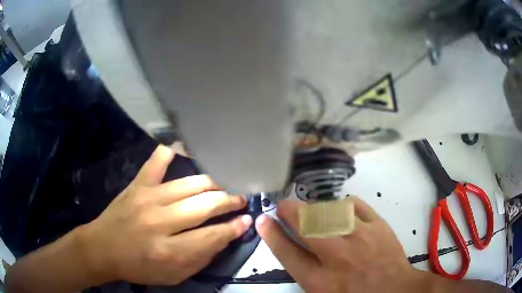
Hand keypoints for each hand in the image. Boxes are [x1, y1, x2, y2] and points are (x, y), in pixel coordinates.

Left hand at [78, 145, 252, 284]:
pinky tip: (182, 147)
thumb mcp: (173, 276)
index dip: (234, 228)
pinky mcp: (136, 185)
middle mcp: (160, 221)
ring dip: (212, 183)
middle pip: (204, 205)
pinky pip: (155, 163)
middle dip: (229, 201)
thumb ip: (200, 260)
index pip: (212, 235)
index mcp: (169, 251)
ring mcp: (147, 198)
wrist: (102, 249)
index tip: (246, 220)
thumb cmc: (138, 267)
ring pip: (189, 184)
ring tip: (224, 185)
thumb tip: (223, 238)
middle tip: (240, 200)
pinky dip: (169, 152)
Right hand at [255, 198, 419, 292]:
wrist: (394, 290)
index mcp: (320, 280)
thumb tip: (291, 248)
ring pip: (330, 211)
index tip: (262, 220)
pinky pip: (355, 205)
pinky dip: (343, 204)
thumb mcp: (322, 292)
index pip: (287, 253)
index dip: (272, 234)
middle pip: (306, 226)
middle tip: (282, 205)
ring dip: (315, 208)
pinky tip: (340, 208)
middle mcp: (337, 256)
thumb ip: (305, 272)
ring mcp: (360, 237)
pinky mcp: (378, 225)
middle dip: (289, 211)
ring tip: (312, 211)